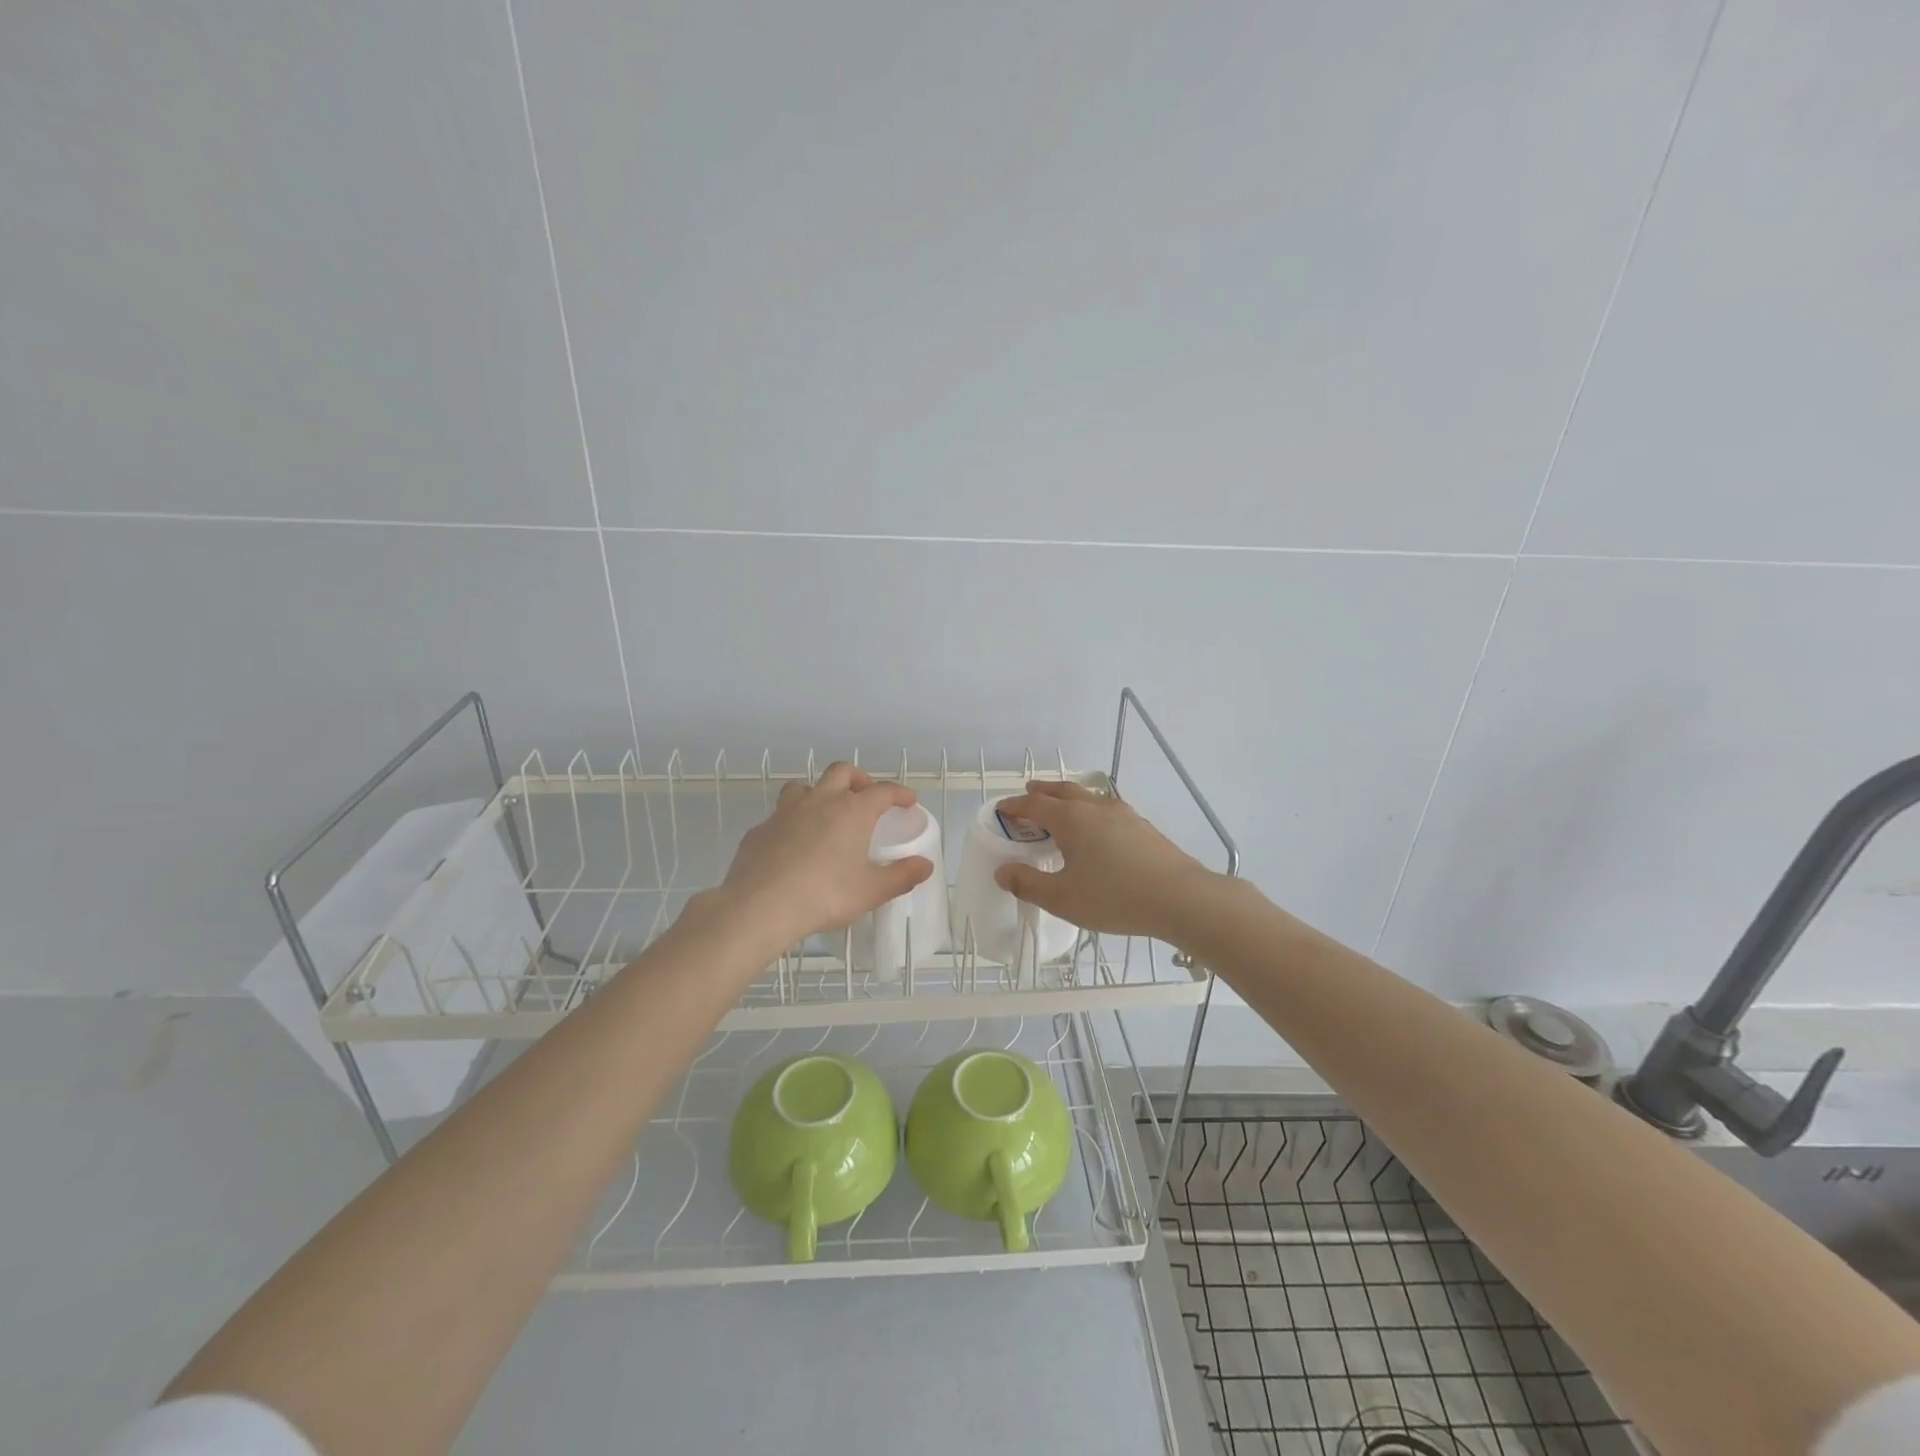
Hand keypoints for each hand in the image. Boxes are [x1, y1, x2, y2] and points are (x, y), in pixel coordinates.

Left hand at [706, 762, 933, 954]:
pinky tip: (793, 844)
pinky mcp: (760, 829)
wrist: (760, 905)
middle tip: (866, 797)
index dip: (899, 793)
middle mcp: (820, 801)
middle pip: (842, 772)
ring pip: (805, 786)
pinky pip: (780, 815)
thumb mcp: (871, 891)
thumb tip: (925, 866)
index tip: (908, 801)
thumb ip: (901, 876)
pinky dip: (792, 821)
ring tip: (826, 813)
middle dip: (858, 779)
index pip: (883, 790)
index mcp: (853, 812)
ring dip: (820, 792)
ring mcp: (786, 812)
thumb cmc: (824, 895)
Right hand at [992, 780, 1219, 941]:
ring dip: (1068, 798)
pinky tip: (1097, 829)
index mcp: (1071, 819)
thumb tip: (1003, 871)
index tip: (1002, 809)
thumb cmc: (1115, 897)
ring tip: (1062, 808)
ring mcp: (1123, 814)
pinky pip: (1106, 809)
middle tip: (1029, 792)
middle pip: (1063, 791)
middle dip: (1042, 791)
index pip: (1035, 804)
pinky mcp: (1142, 826)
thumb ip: (1028, 884)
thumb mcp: (1063, 899)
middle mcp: (1095, 808)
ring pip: (1088, 796)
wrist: (1181, 898)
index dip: (1015, 806)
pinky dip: (1090, 810)